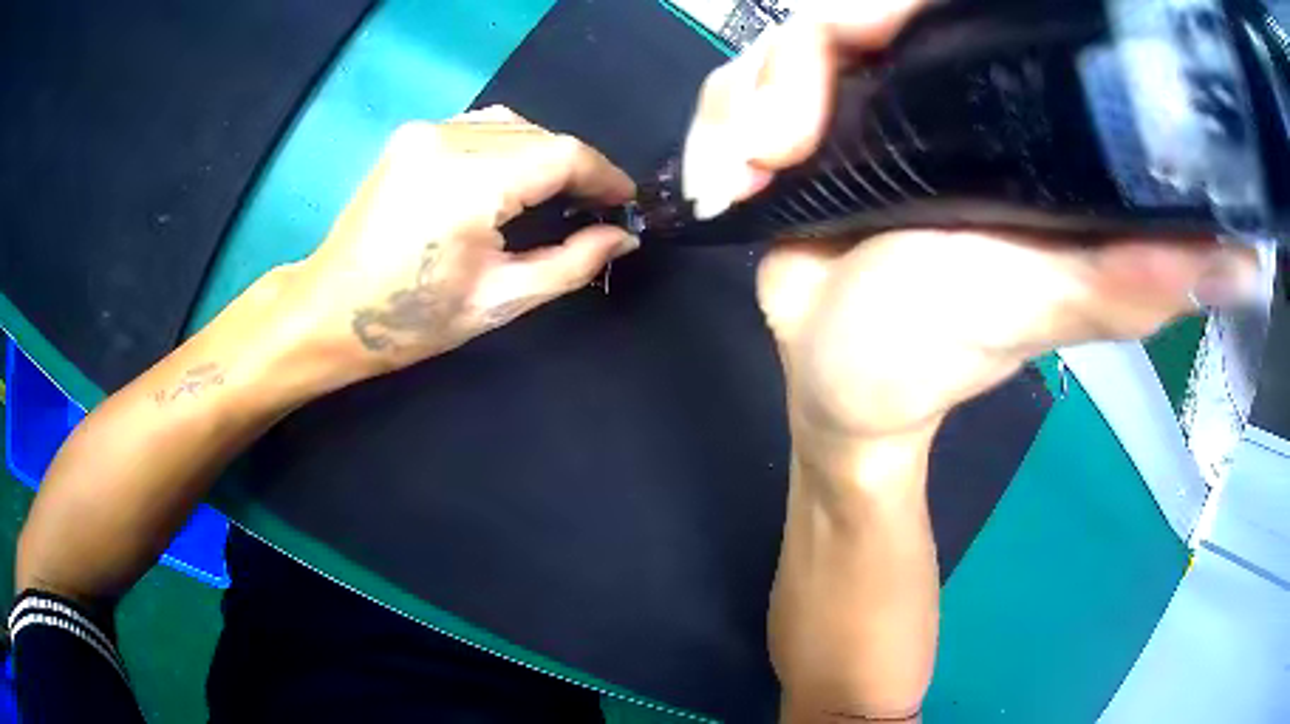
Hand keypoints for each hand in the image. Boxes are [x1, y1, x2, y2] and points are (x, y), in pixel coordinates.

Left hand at [273, 107, 637, 388]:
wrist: (329, 311)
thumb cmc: (411, 321)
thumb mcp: (499, 301)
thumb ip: (571, 263)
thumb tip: (621, 237)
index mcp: (470, 182)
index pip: (563, 154)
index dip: (605, 175)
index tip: (626, 203)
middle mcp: (448, 139)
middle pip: (541, 135)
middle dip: (577, 168)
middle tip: (595, 209)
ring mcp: (425, 130)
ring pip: (514, 125)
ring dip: (545, 155)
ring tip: (557, 195)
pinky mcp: (412, 135)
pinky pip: (481, 126)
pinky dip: (510, 145)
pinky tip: (512, 178)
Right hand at [685, 3, 1261, 481]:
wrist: (841, 389)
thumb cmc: (936, 355)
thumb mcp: (1042, 309)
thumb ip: (1131, 277)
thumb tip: (1241, 260)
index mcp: (992, 116)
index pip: (950, 9)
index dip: (906, 0)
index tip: (872, 28)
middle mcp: (927, 94)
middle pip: (847, 12)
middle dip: (800, 63)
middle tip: (788, 138)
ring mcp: (853, 107)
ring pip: (777, 48)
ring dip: (747, 104)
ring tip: (754, 173)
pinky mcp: (792, 132)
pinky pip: (734, 91)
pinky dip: (716, 126)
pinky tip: (728, 182)